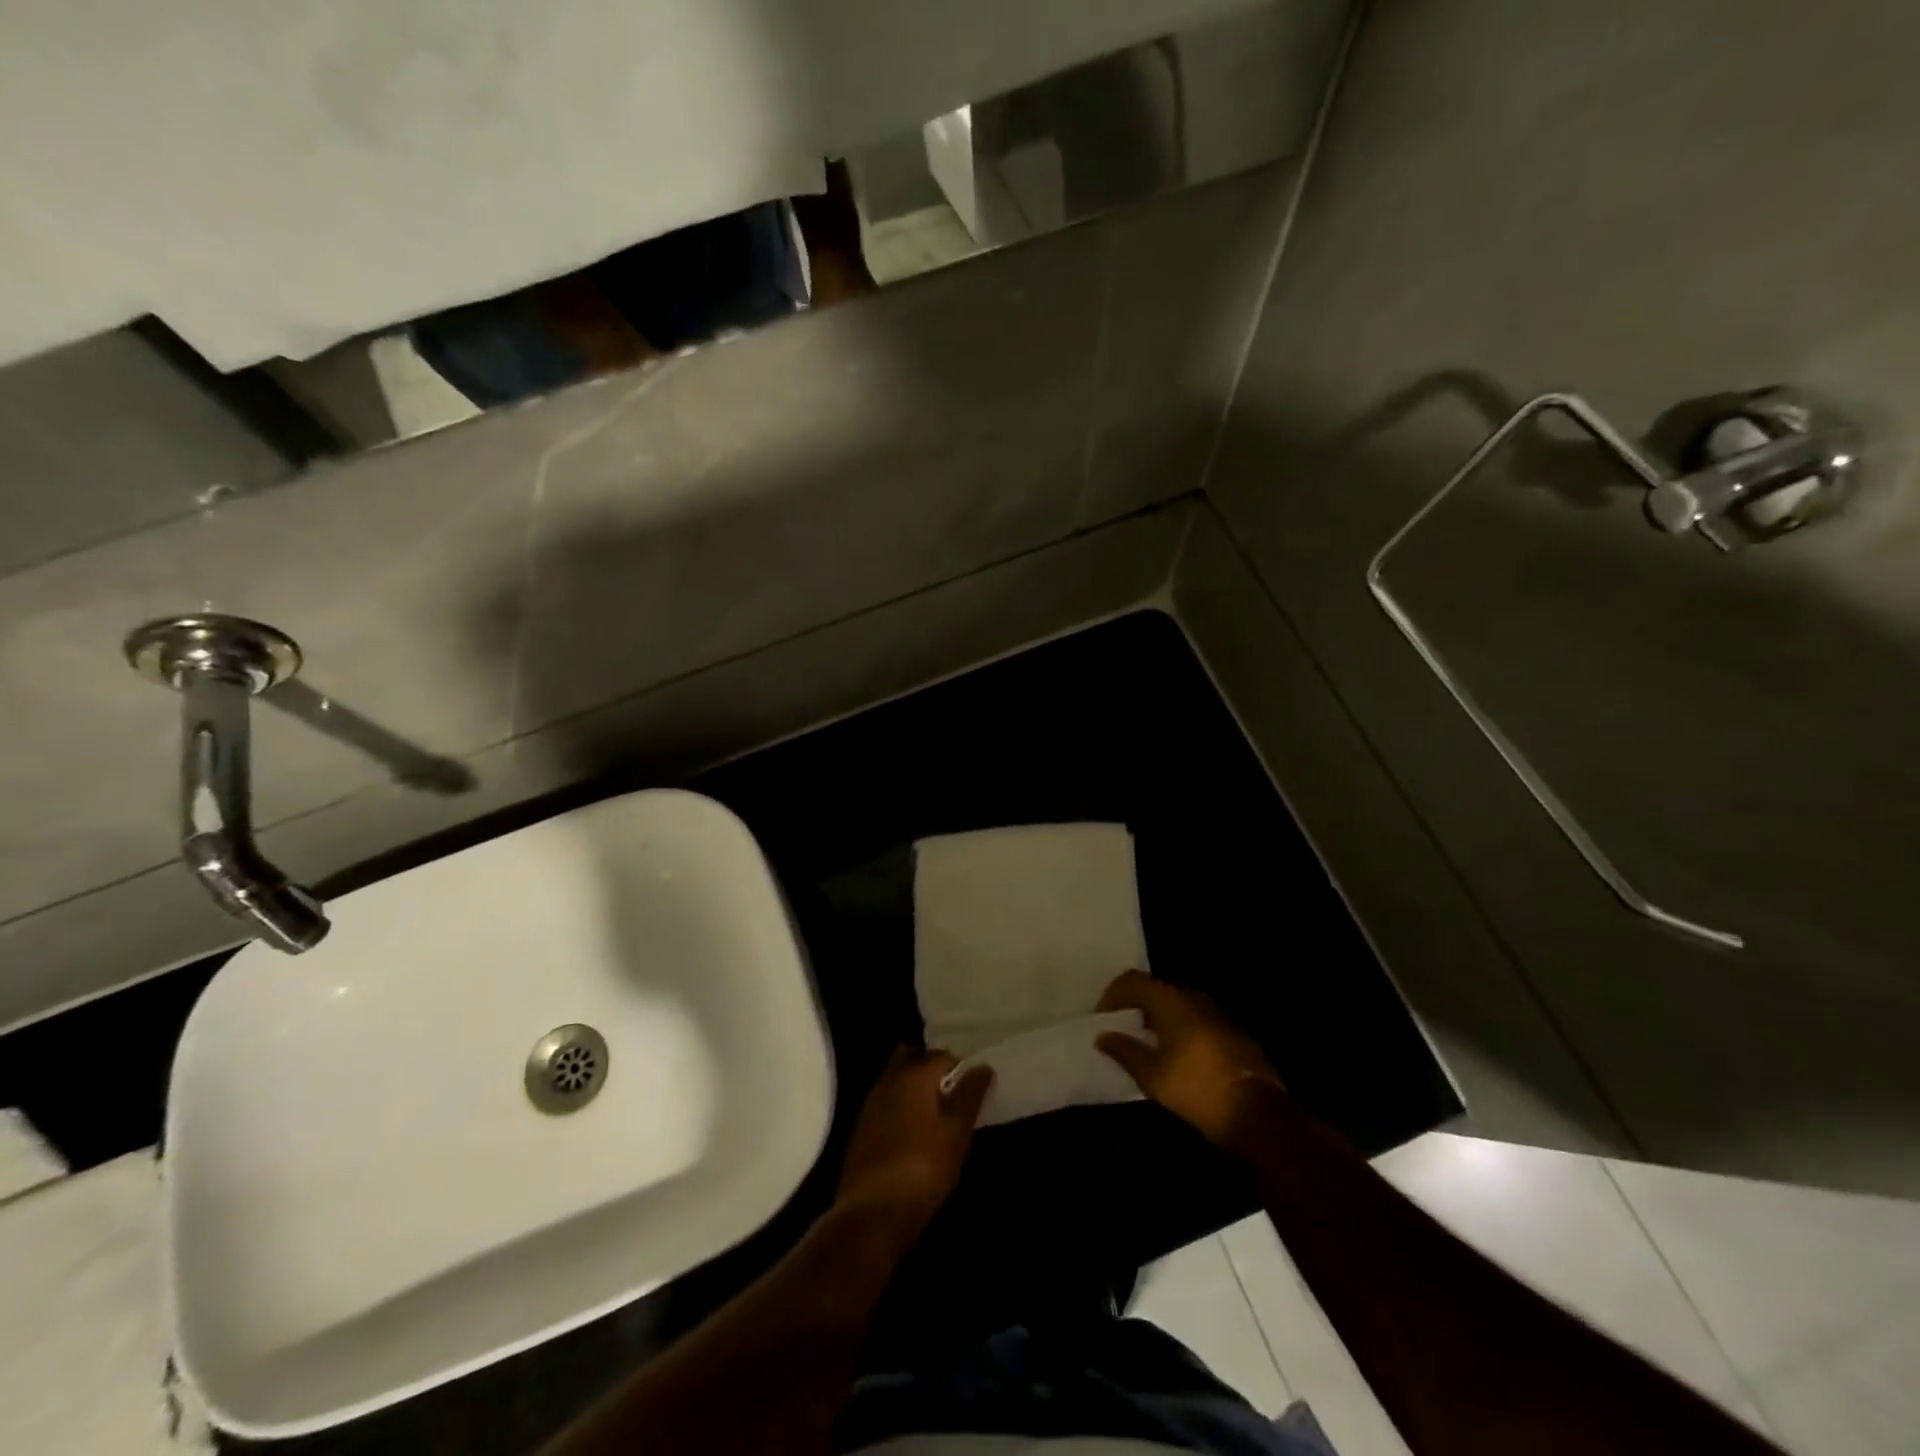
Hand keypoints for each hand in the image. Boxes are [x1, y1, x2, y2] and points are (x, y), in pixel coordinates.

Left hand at [836, 1047, 992, 1235]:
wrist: (872, 1212)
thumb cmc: (923, 1167)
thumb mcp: (957, 1133)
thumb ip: (970, 1096)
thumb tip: (983, 1067)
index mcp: (914, 1073)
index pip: (943, 1055)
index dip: (961, 1070)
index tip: (972, 1093)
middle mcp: (889, 1078)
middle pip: (913, 1059)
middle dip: (932, 1071)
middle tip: (951, 1098)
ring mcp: (871, 1102)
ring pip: (897, 1080)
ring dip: (914, 1090)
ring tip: (935, 1119)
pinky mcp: (861, 1127)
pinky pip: (886, 1103)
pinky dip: (900, 1108)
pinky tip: (912, 1134)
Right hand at [1095, 971, 1283, 1147]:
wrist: (1257, 1113)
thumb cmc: (1196, 1089)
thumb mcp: (1152, 1075)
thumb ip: (1124, 1050)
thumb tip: (1102, 1036)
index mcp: (1171, 1001)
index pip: (1133, 980)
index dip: (1113, 995)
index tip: (1103, 1018)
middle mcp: (1194, 998)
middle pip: (1155, 990)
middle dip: (1134, 1006)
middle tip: (1121, 1030)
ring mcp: (1216, 1013)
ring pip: (1176, 1004)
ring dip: (1157, 1018)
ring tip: (1144, 1044)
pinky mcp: (1230, 1031)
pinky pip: (1194, 1018)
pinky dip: (1177, 1028)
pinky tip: (1174, 1055)